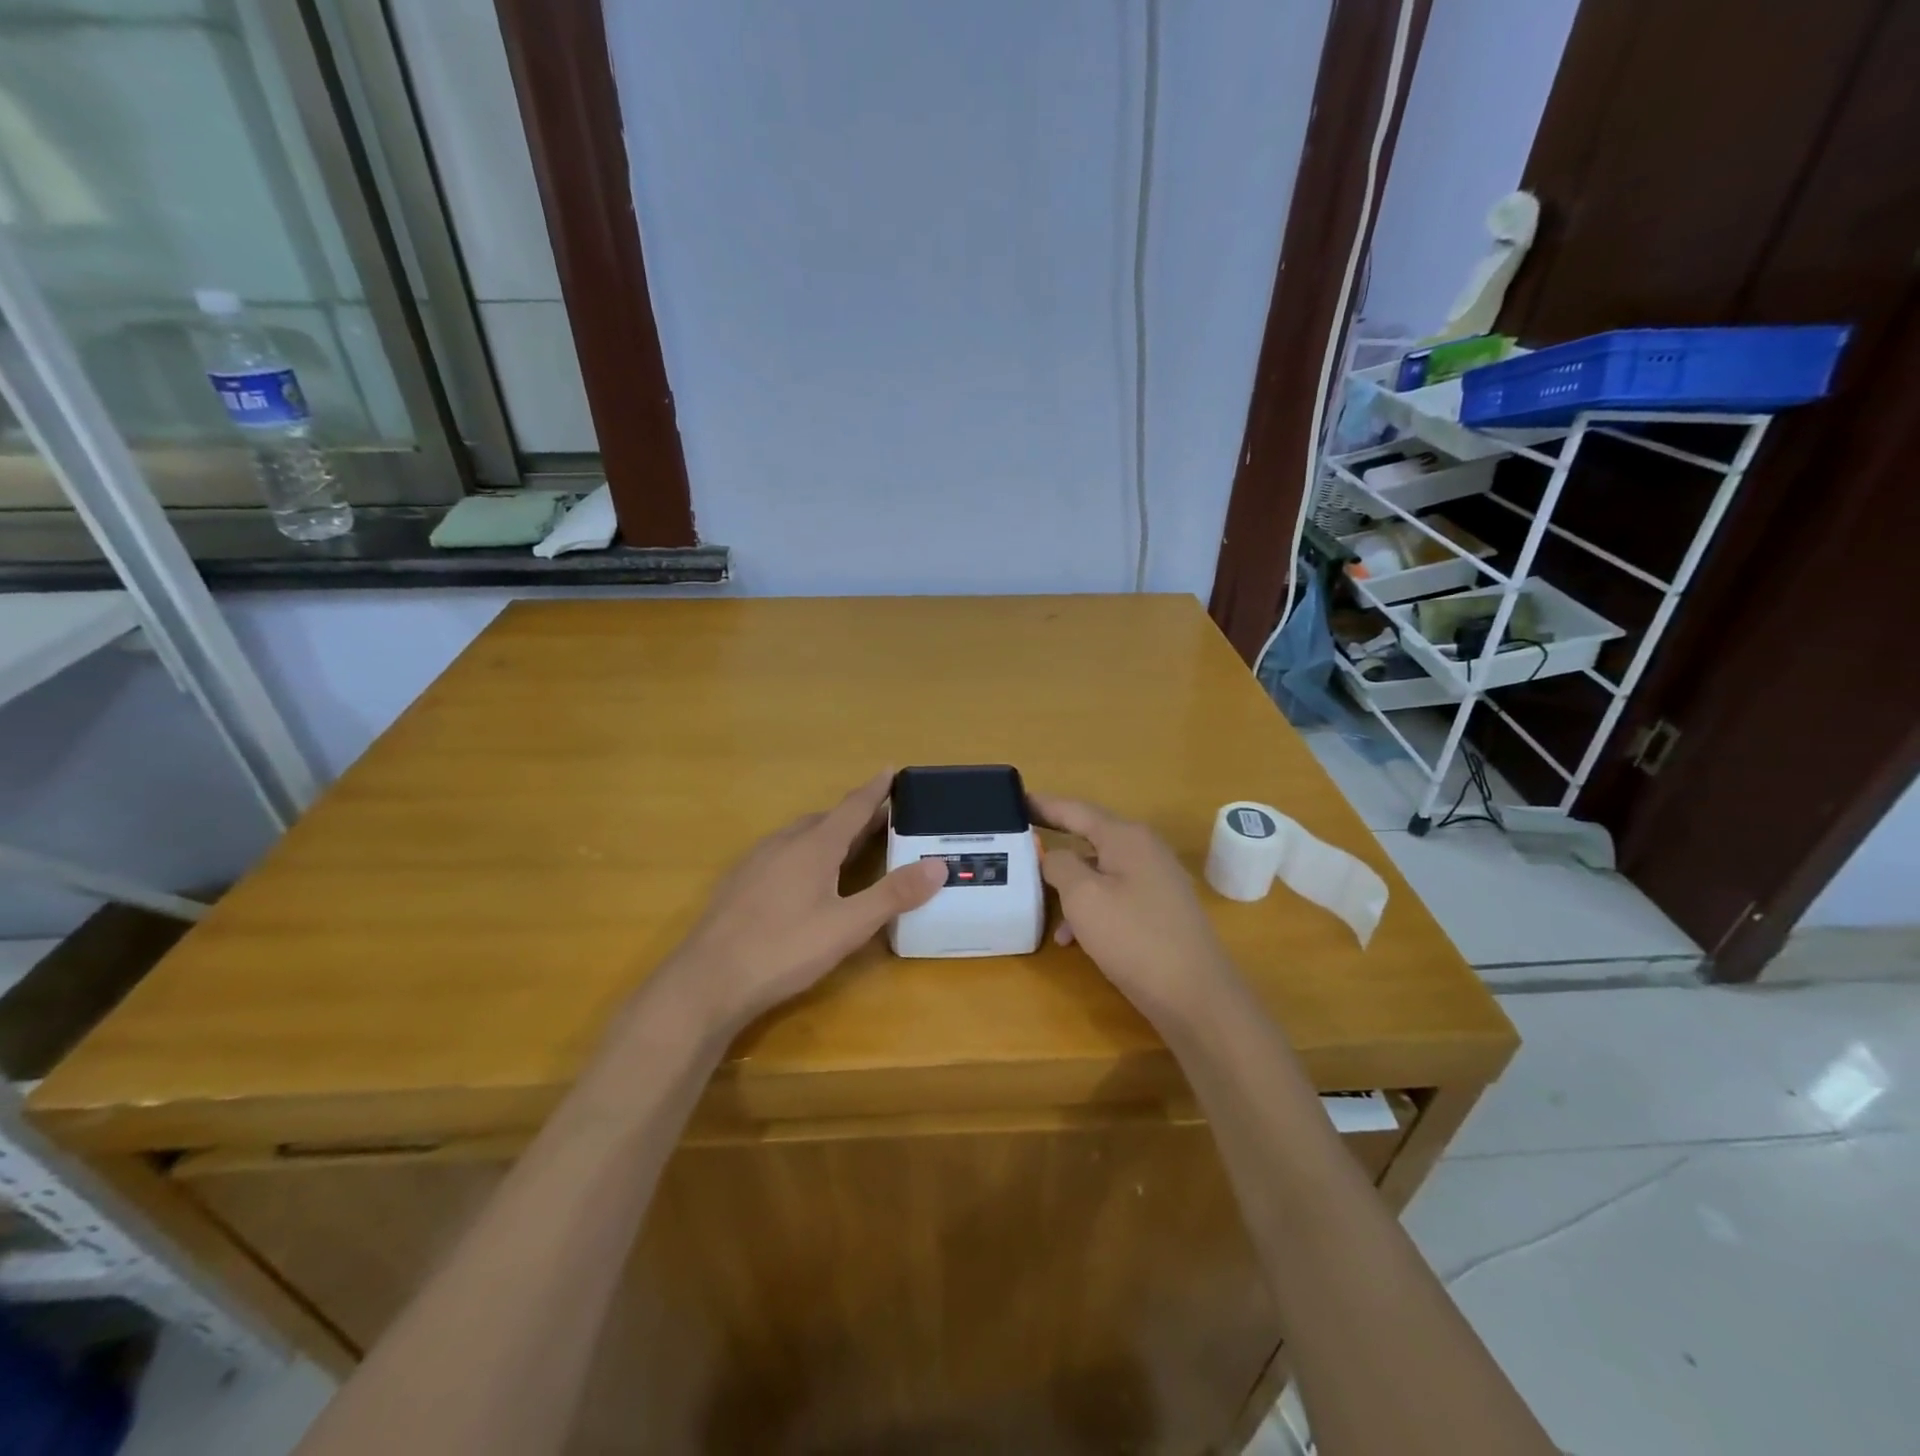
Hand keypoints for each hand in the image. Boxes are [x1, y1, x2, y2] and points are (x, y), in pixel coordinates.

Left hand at [654, 772, 946, 1032]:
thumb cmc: (784, 949)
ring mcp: (755, 862)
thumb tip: (938, 865)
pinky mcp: (738, 883)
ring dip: (828, 834)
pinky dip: (804, 853)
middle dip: (855, 816)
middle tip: (882, 821)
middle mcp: (783, 843)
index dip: (875, 789)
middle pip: (826, 819)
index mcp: (813, 846)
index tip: (891, 769)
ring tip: (848, 847)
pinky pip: (781, 853)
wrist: (707, 981)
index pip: (852, 807)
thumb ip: (893, 895)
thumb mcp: (848, 926)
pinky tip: (803, 880)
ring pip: (800, 836)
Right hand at [1032, 794, 1239, 1026]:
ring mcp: (1157, 880)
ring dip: (1070, 887)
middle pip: (1090, 837)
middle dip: (1055, 846)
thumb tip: (1055, 855)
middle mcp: (1145, 850)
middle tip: (1020, 848)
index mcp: (1126, 837)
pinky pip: (1116, 895)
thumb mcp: (1083, 897)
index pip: (1076, 810)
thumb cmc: (1134, 937)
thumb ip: (1060, 865)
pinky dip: (1091, 908)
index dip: (1044, 805)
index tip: (1015, 800)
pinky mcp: (1161, 909)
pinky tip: (1073, 939)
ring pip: (1100, 871)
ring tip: (1042, 908)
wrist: (1195, 995)